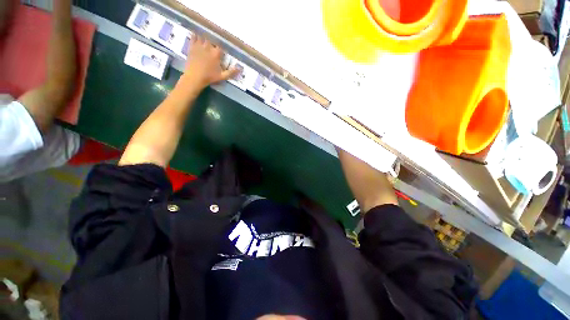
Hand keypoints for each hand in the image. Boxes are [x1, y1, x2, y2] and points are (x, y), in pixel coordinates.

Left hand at [182, 34, 236, 89]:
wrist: (195, 77)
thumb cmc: (209, 77)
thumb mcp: (222, 76)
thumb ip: (231, 72)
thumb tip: (240, 69)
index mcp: (216, 54)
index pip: (221, 45)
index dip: (222, 45)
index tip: (222, 47)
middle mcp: (208, 47)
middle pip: (212, 38)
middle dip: (213, 39)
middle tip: (214, 41)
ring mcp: (199, 45)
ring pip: (203, 36)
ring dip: (205, 35)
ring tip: (206, 36)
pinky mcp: (191, 46)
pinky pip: (193, 36)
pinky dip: (195, 34)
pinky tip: (196, 34)